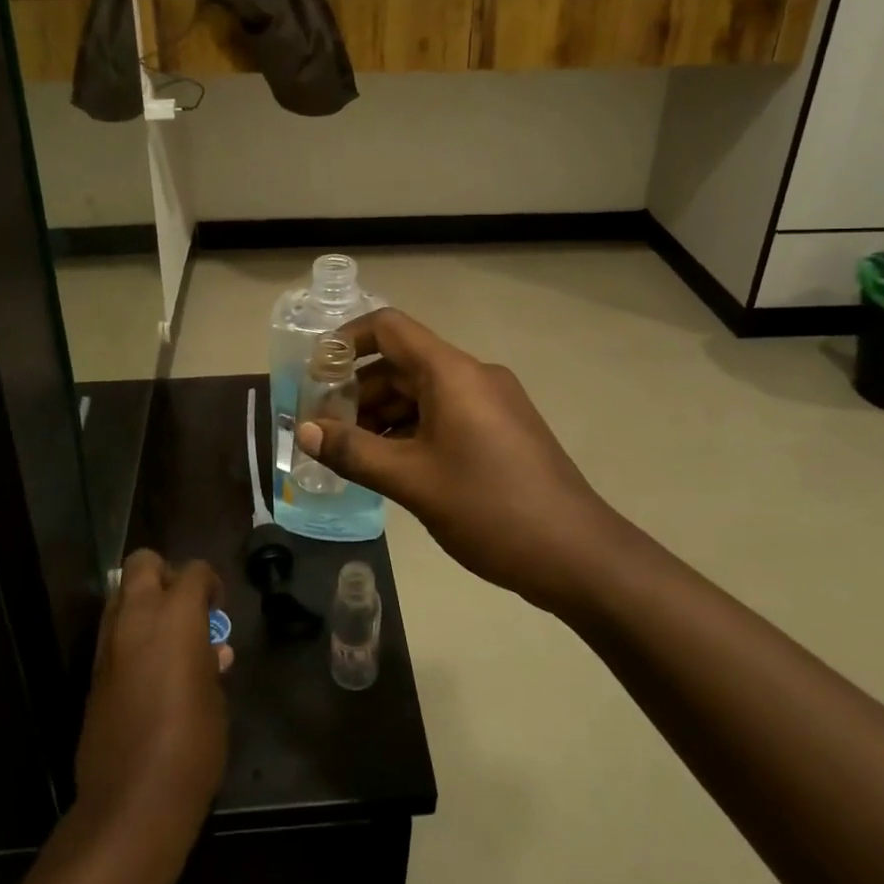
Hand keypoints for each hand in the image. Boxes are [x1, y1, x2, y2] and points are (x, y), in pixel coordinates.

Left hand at [76, 551, 230, 842]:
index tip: (218, 610)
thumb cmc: (192, 744)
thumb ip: (211, 662)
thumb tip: (213, 650)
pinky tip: (150, 670)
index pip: (194, 571)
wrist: (132, 803)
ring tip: (168, 639)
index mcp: (176, 615)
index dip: (210, 584)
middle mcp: (137, 617)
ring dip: (143, 604)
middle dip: (165, 574)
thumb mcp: (216, 697)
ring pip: (121, 596)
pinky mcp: (93, 674)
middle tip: (185, 608)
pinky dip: (130, 636)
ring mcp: (109, 644)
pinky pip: (113, 634)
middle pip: (143, 563)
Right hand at [295, 309, 624, 609]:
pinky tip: (391, 464)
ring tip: (351, 452)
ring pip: (423, 392)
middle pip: (402, 362)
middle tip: (324, 428)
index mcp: (452, 372)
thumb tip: (305, 431)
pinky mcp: (502, 429)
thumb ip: (354, 452)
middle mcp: (473, 375)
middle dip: (358, 390)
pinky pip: (445, 414)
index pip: (388, 328)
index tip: (315, 374)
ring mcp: (491, 403)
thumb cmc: (490, 508)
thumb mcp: (413, 481)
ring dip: (383, 414)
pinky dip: (412, 429)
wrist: (578, 555)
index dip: (346, 341)